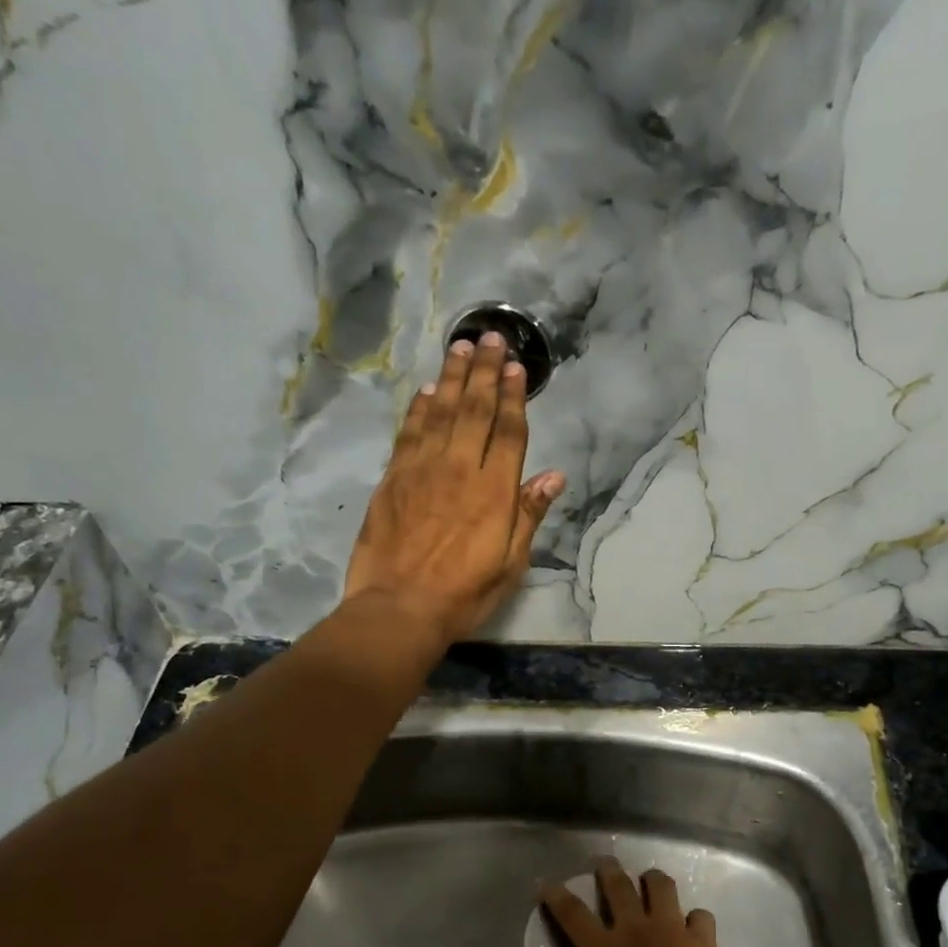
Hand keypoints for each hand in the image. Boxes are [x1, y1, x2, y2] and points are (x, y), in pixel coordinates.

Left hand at [343, 332, 564, 647]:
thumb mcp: (510, 564)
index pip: (508, 433)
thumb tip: (554, 476)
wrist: (399, 608)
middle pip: (475, 411)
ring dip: (453, 377)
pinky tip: (427, 391)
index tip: (516, 367)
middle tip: (490, 338)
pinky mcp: (393, 479)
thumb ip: (528, 515)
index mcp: (494, 492)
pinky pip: (409, 433)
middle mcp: (459, 469)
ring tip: (461, 348)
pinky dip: (419, 408)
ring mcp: (422, 470)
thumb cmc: (463, 594)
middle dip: (485, 372)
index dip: (514, 397)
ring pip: (441, 412)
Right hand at [519, 860, 740, 946]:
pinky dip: (693, 918)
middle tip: (603, 863)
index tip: (547, 884)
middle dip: (607, 869)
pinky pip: (699, 915)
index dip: (556, 895)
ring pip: (661, 887)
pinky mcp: (703, 941)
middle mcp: (636, 929)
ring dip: (652, 880)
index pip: (572, 913)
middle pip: (618, 885)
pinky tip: (690, 925)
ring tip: (648, 881)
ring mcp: (673, 930)